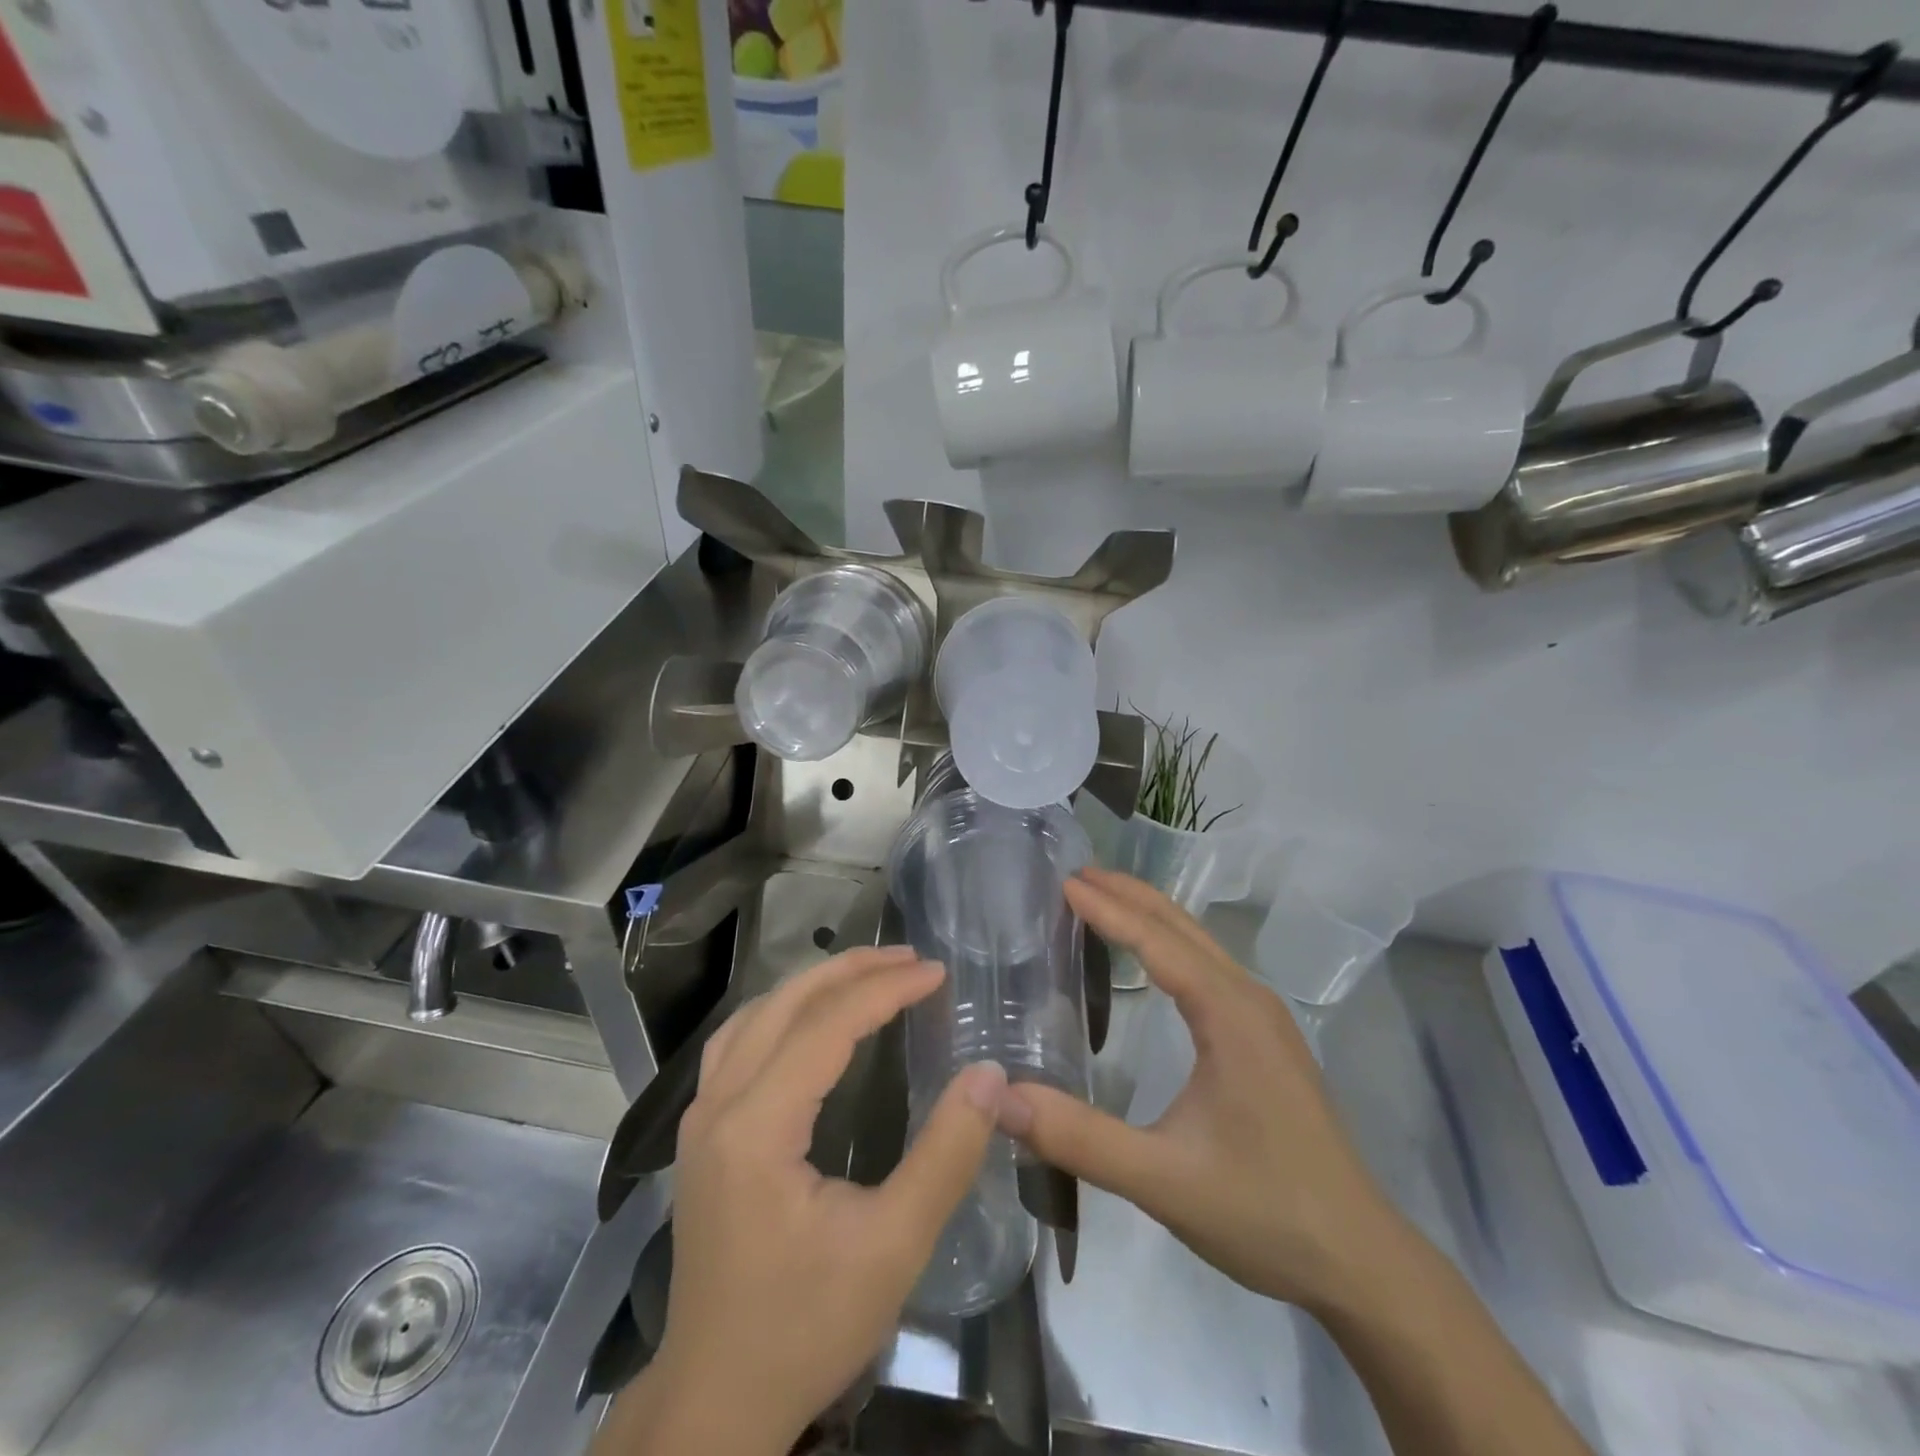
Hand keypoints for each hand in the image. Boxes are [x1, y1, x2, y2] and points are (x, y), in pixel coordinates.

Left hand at [611, 946, 1005, 1455]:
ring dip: (814, 984)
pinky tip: (811, 1018)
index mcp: (757, 1126)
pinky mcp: (702, 1134)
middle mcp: (718, 1104)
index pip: (827, 1025)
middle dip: (851, 970)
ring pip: (755, 1015)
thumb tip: (988, 1075)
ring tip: (869, 972)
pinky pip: (739, 1042)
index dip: (886, 989)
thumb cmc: (805, 1327)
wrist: (716, 1401)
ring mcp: (701, 1117)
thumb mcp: (892, 1248)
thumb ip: (945, 1155)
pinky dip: (783, 1011)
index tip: (937, 972)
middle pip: (785, 1004)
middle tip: (909, 958)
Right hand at [997, 867, 1398, 1312]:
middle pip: (1182, 927)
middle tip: (1075, 874)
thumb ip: (1079, 1138)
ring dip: (1150, 915)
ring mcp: (1264, 1018)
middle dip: (1128, 894)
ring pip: (1200, 944)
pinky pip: (1210, 968)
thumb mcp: (1162, 1180)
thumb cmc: (1263, 1212)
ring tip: (1102, 899)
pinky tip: (1151, 959)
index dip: (1108, 909)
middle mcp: (1249, 999)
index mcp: (1229, 1015)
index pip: (1157, 942)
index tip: (1063, 881)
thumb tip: (1001, 1098)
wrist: (1360, 1261)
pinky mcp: (1267, 1039)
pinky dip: (1170, 945)